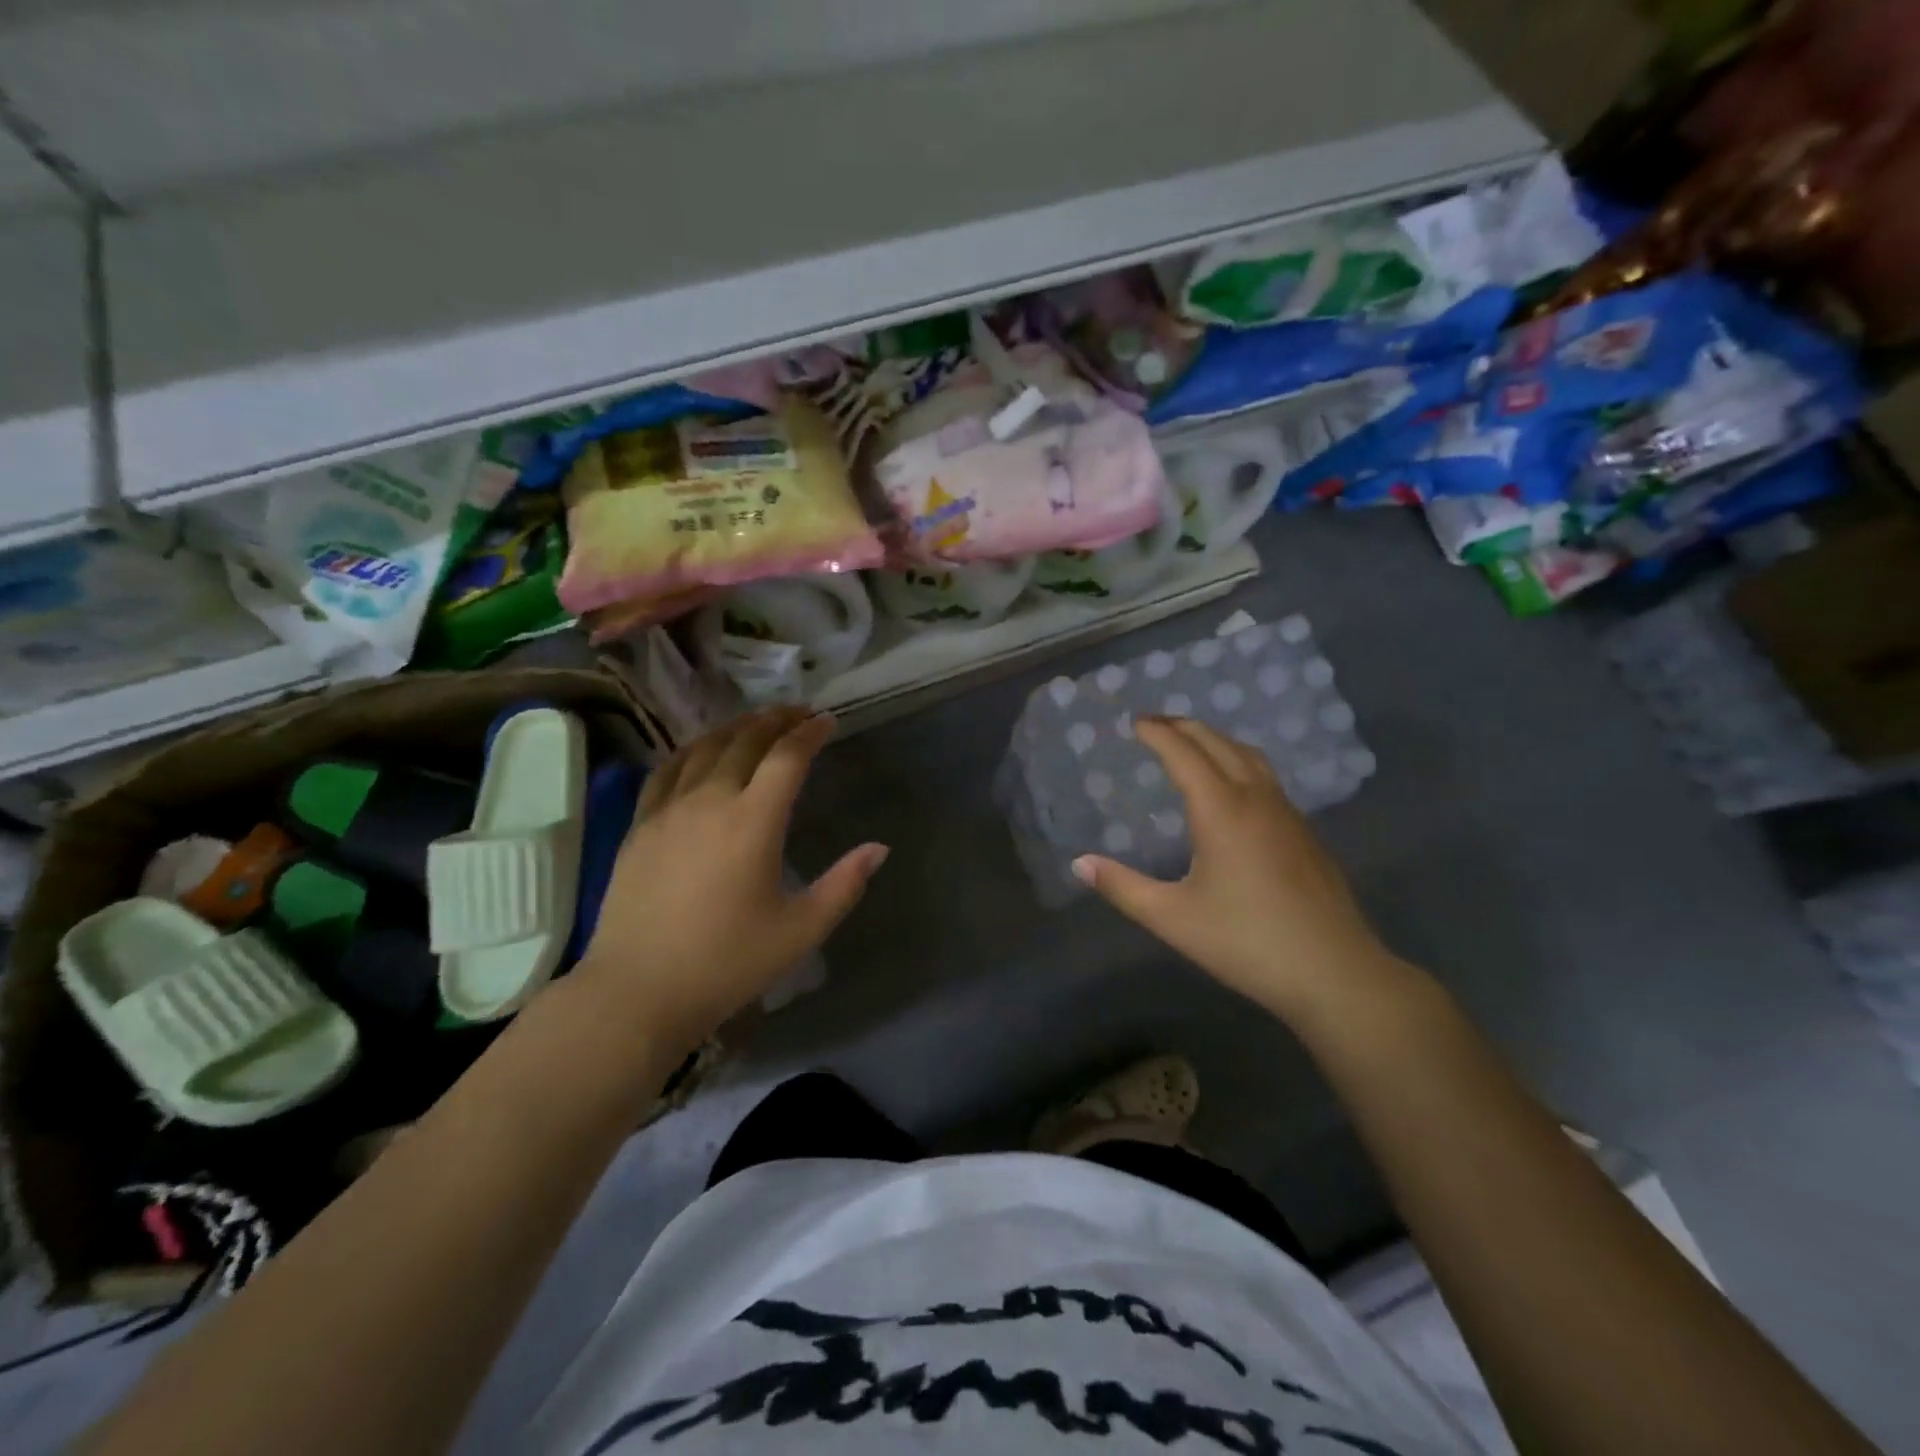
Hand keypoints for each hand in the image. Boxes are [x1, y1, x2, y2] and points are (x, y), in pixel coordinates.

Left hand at [575, 707, 887, 1050]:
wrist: (638, 991)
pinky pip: (667, 770)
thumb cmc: (727, 962)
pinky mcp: (640, 826)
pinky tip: (699, 751)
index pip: (787, 757)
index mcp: (753, 821)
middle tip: (799, 712)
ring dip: (736, 728)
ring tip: (756, 723)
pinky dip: (691, 749)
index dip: (810, 733)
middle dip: (777, 720)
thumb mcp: (800, 930)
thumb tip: (879, 849)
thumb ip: (844, 885)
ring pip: (704, 748)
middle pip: (746, 741)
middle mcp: (710, 800)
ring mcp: (668, 810)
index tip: (828, 722)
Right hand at [1073, 717, 1405, 1022]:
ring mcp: (1288, 814)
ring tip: (1192, 744)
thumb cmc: (1246, 942)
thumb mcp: (1173, 918)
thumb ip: (1123, 887)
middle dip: (1185, 727)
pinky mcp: (1305, 833)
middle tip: (1156, 724)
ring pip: (1249, 757)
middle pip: (1219, 745)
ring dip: (1216, 741)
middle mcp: (1256, 800)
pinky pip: (1266, 778)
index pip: (1184, 754)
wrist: (1335, 973)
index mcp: (1222, 811)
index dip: (1158, 734)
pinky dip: (1239, 762)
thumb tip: (1079, 863)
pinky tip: (1233, 788)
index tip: (1136, 722)